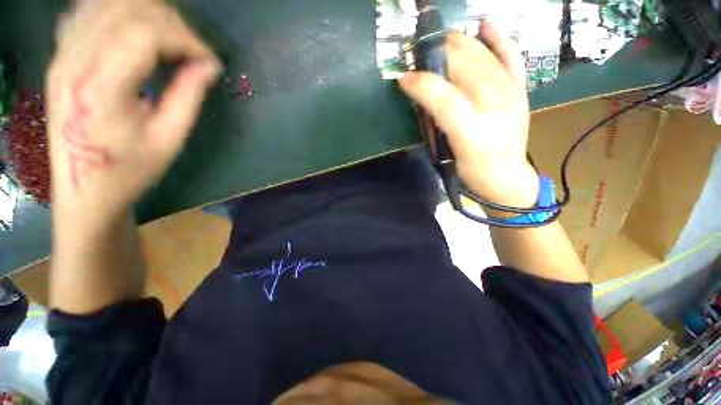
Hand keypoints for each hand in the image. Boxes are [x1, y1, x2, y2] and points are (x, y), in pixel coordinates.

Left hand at [46, 0, 220, 226]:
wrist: (83, 190)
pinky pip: (89, 12)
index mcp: (102, 86)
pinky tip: (136, 26)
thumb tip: (208, 67)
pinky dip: (119, 11)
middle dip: (172, 24)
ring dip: (148, 14)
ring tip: (173, 40)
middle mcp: (76, 60)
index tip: (210, 62)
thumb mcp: (169, 138)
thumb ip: (188, 96)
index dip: (186, 40)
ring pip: (109, 4)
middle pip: (128, 10)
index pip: (147, 33)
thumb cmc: (129, 170)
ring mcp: (64, 55)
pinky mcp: (61, 57)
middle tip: (195, 52)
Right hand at [399, 23, 537, 207]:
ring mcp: (510, 95)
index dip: (421, 84)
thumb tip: (423, 97)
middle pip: (464, 68)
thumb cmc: (472, 170)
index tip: (402, 78)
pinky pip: (512, 58)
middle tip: (419, 55)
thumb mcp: (447, 153)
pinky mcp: (520, 91)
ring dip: (459, 44)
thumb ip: (436, 124)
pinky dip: (499, 40)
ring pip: (484, 58)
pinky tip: (486, 24)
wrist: (505, 177)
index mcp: (470, 129)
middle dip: (439, 55)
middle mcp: (492, 106)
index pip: (444, 98)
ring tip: (441, 41)